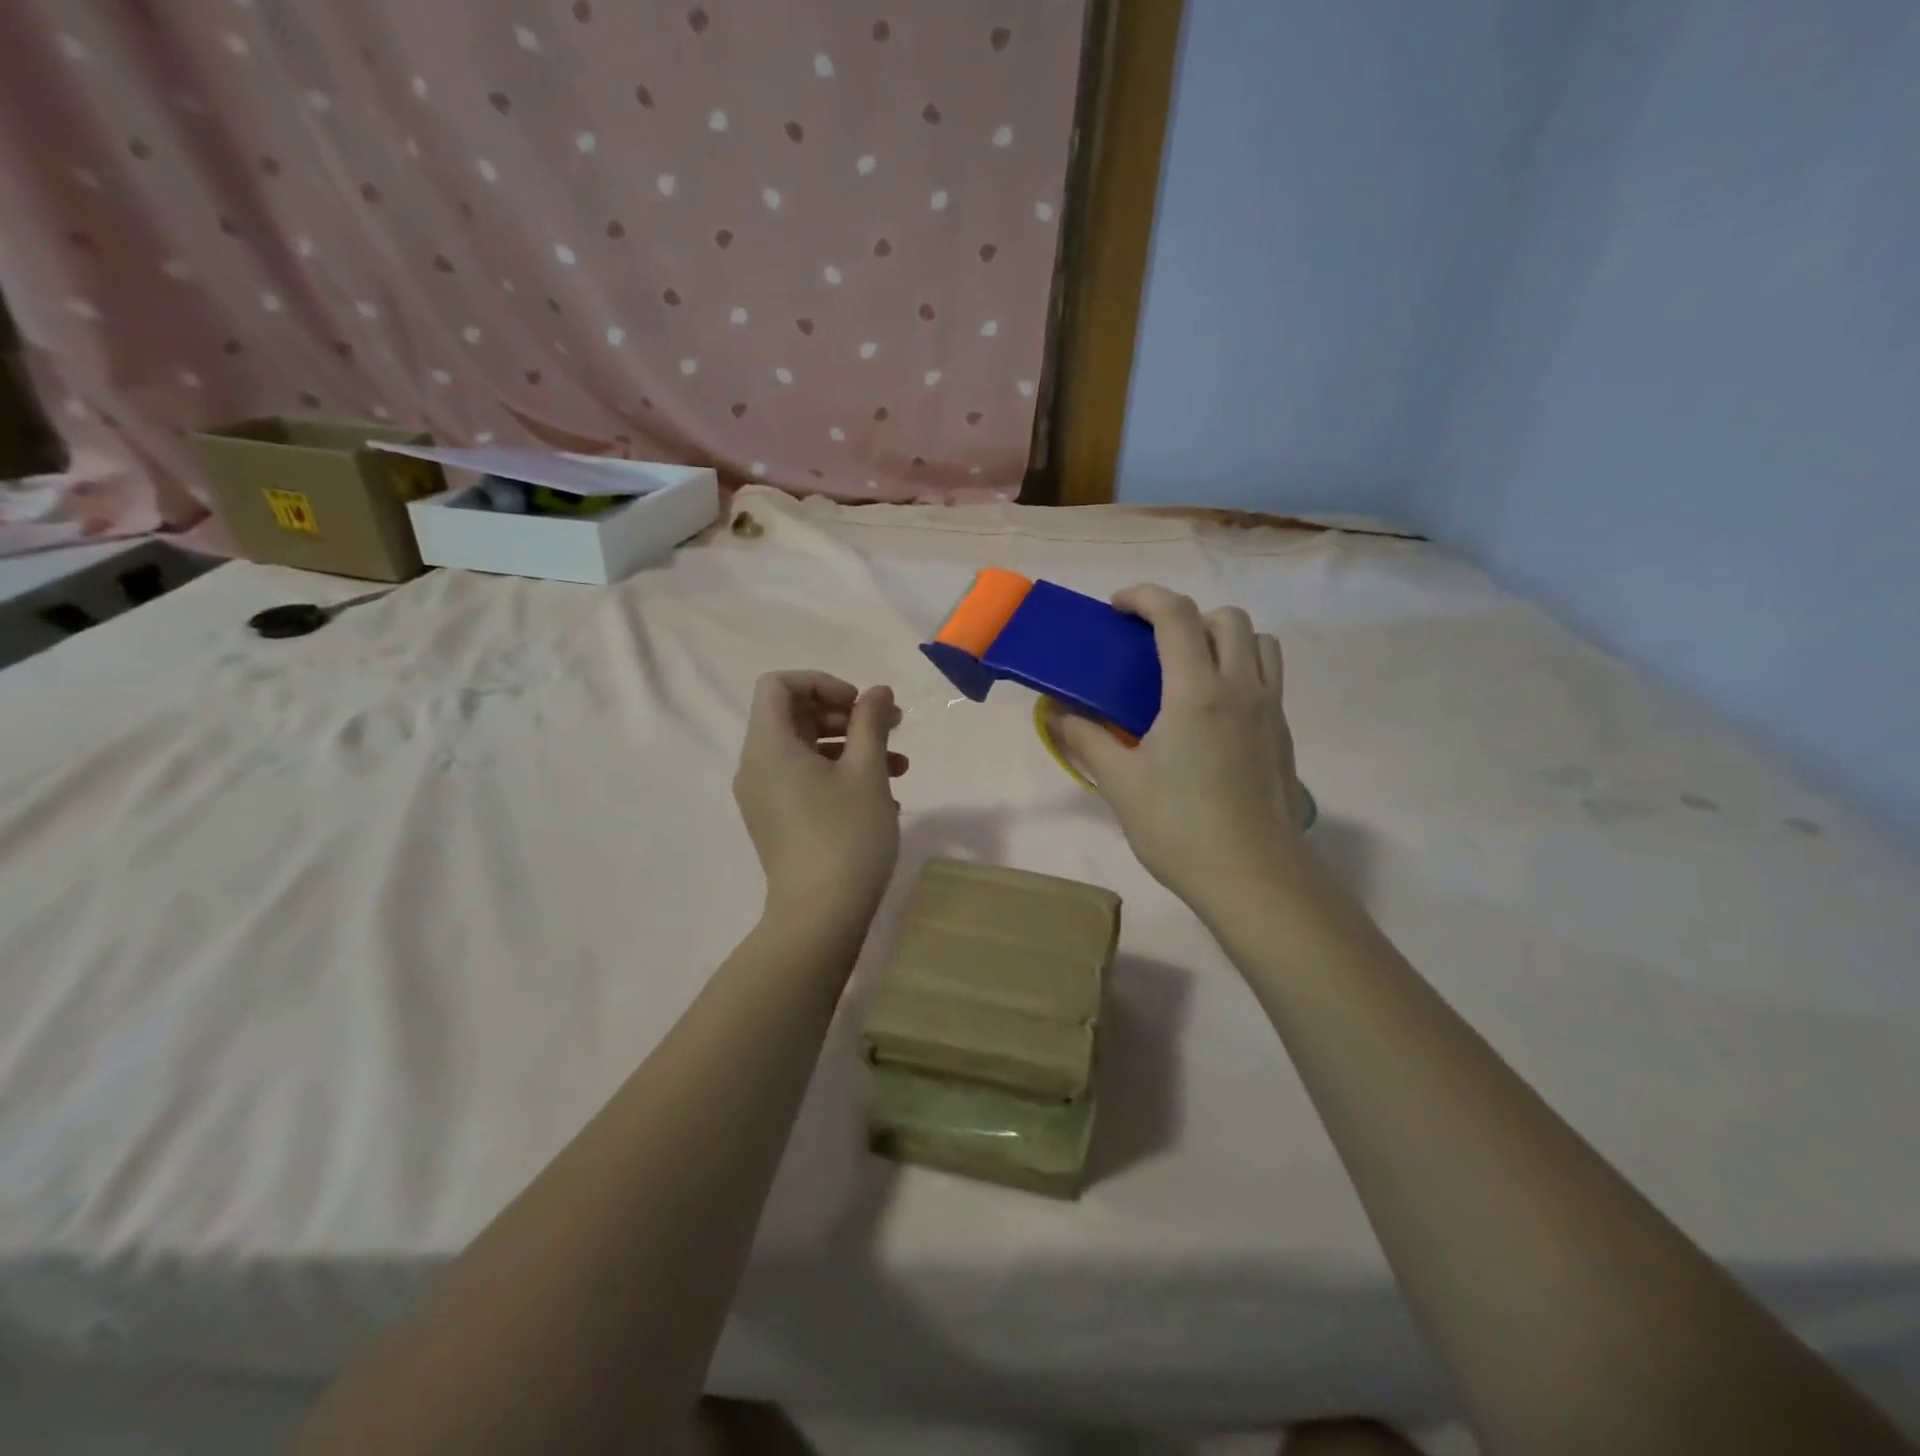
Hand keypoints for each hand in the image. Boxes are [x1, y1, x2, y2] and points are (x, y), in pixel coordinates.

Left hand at [733, 671, 907, 927]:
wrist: (820, 917)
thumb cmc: (846, 835)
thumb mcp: (867, 772)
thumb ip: (871, 722)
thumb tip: (877, 691)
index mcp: (769, 746)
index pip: (778, 685)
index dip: (821, 682)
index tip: (859, 705)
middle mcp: (757, 767)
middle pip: (794, 716)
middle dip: (846, 715)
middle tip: (891, 726)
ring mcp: (765, 797)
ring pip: (806, 750)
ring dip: (852, 746)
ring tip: (900, 765)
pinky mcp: (778, 822)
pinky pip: (805, 780)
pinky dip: (840, 774)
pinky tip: (883, 796)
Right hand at [1051, 586, 1305, 918]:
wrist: (1253, 877)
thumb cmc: (1179, 828)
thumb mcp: (1121, 783)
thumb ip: (1086, 739)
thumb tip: (1056, 712)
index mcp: (1196, 692)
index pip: (1176, 615)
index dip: (1144, 597)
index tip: (1117, 608)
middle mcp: (1240, 688)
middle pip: (1227, 618)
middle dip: (1187, 616)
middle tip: (1154, 645)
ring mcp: (1270, 711)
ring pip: (1259, 643)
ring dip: (1224, 639)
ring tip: (1190, 671)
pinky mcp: (1283, 735)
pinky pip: (1267, 679)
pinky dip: (1241, 671)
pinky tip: (1212, 715)